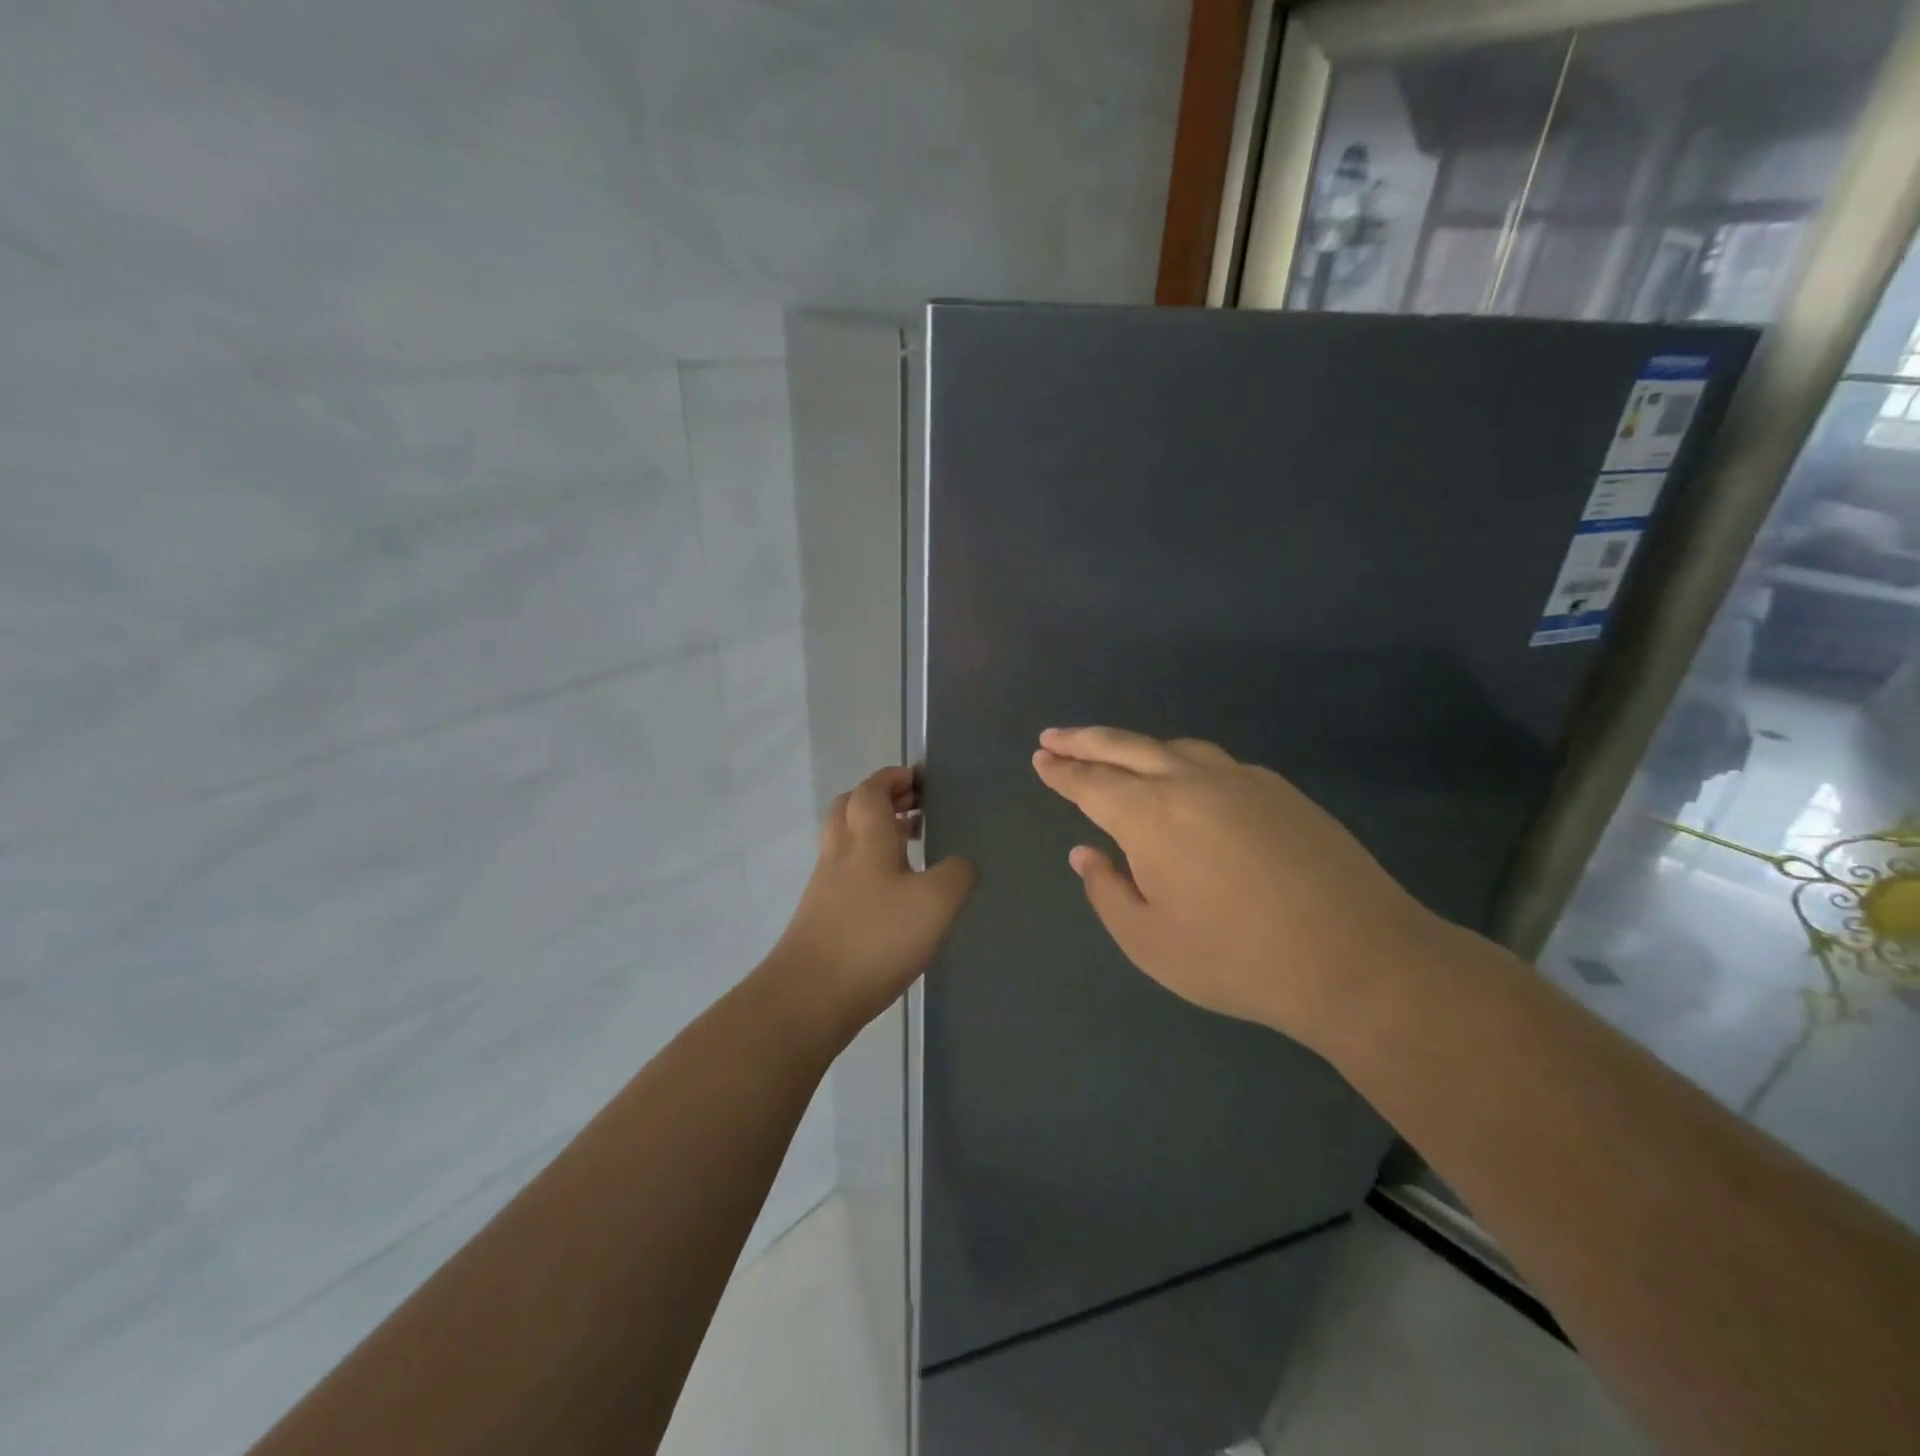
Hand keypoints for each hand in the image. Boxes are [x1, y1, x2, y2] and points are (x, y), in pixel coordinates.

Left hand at [771, 766, 975, 1033]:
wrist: (810, 996)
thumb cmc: (876, 938)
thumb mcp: (935, 902)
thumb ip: (957, 874)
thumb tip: (961, 863)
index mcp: (865, 838)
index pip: (871, 790)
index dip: (891, 778)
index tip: (916, 779)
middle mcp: (840, 853)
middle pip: (850, 808)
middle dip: (879, 800)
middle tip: (912, 806)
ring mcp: (825, 885)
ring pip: (846, 841)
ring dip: (874, 833)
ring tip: (910, 846)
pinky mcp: (820, 916)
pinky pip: (845, 874)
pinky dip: (868, 867)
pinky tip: (893, 892)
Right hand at [1032, 726, 1451, 1051]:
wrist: (1356, 958)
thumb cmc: (1237, 958)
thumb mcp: (1150, 942)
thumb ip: (1107, 891)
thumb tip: (1086, 853)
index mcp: (1150, 815)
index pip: (1091, 782)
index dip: (1061, 772)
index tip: (1040, 759)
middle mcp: (1190, 782)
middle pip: (1125, 746)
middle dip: (1084, 740)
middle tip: (1055, 737)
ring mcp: (1241, 780)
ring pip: (1174, 747)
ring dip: (1136, 745)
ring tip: (1116, 753)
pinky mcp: (1280, 791)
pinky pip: (1217, 762)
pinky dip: (1184, 762)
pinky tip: (1187, 781)